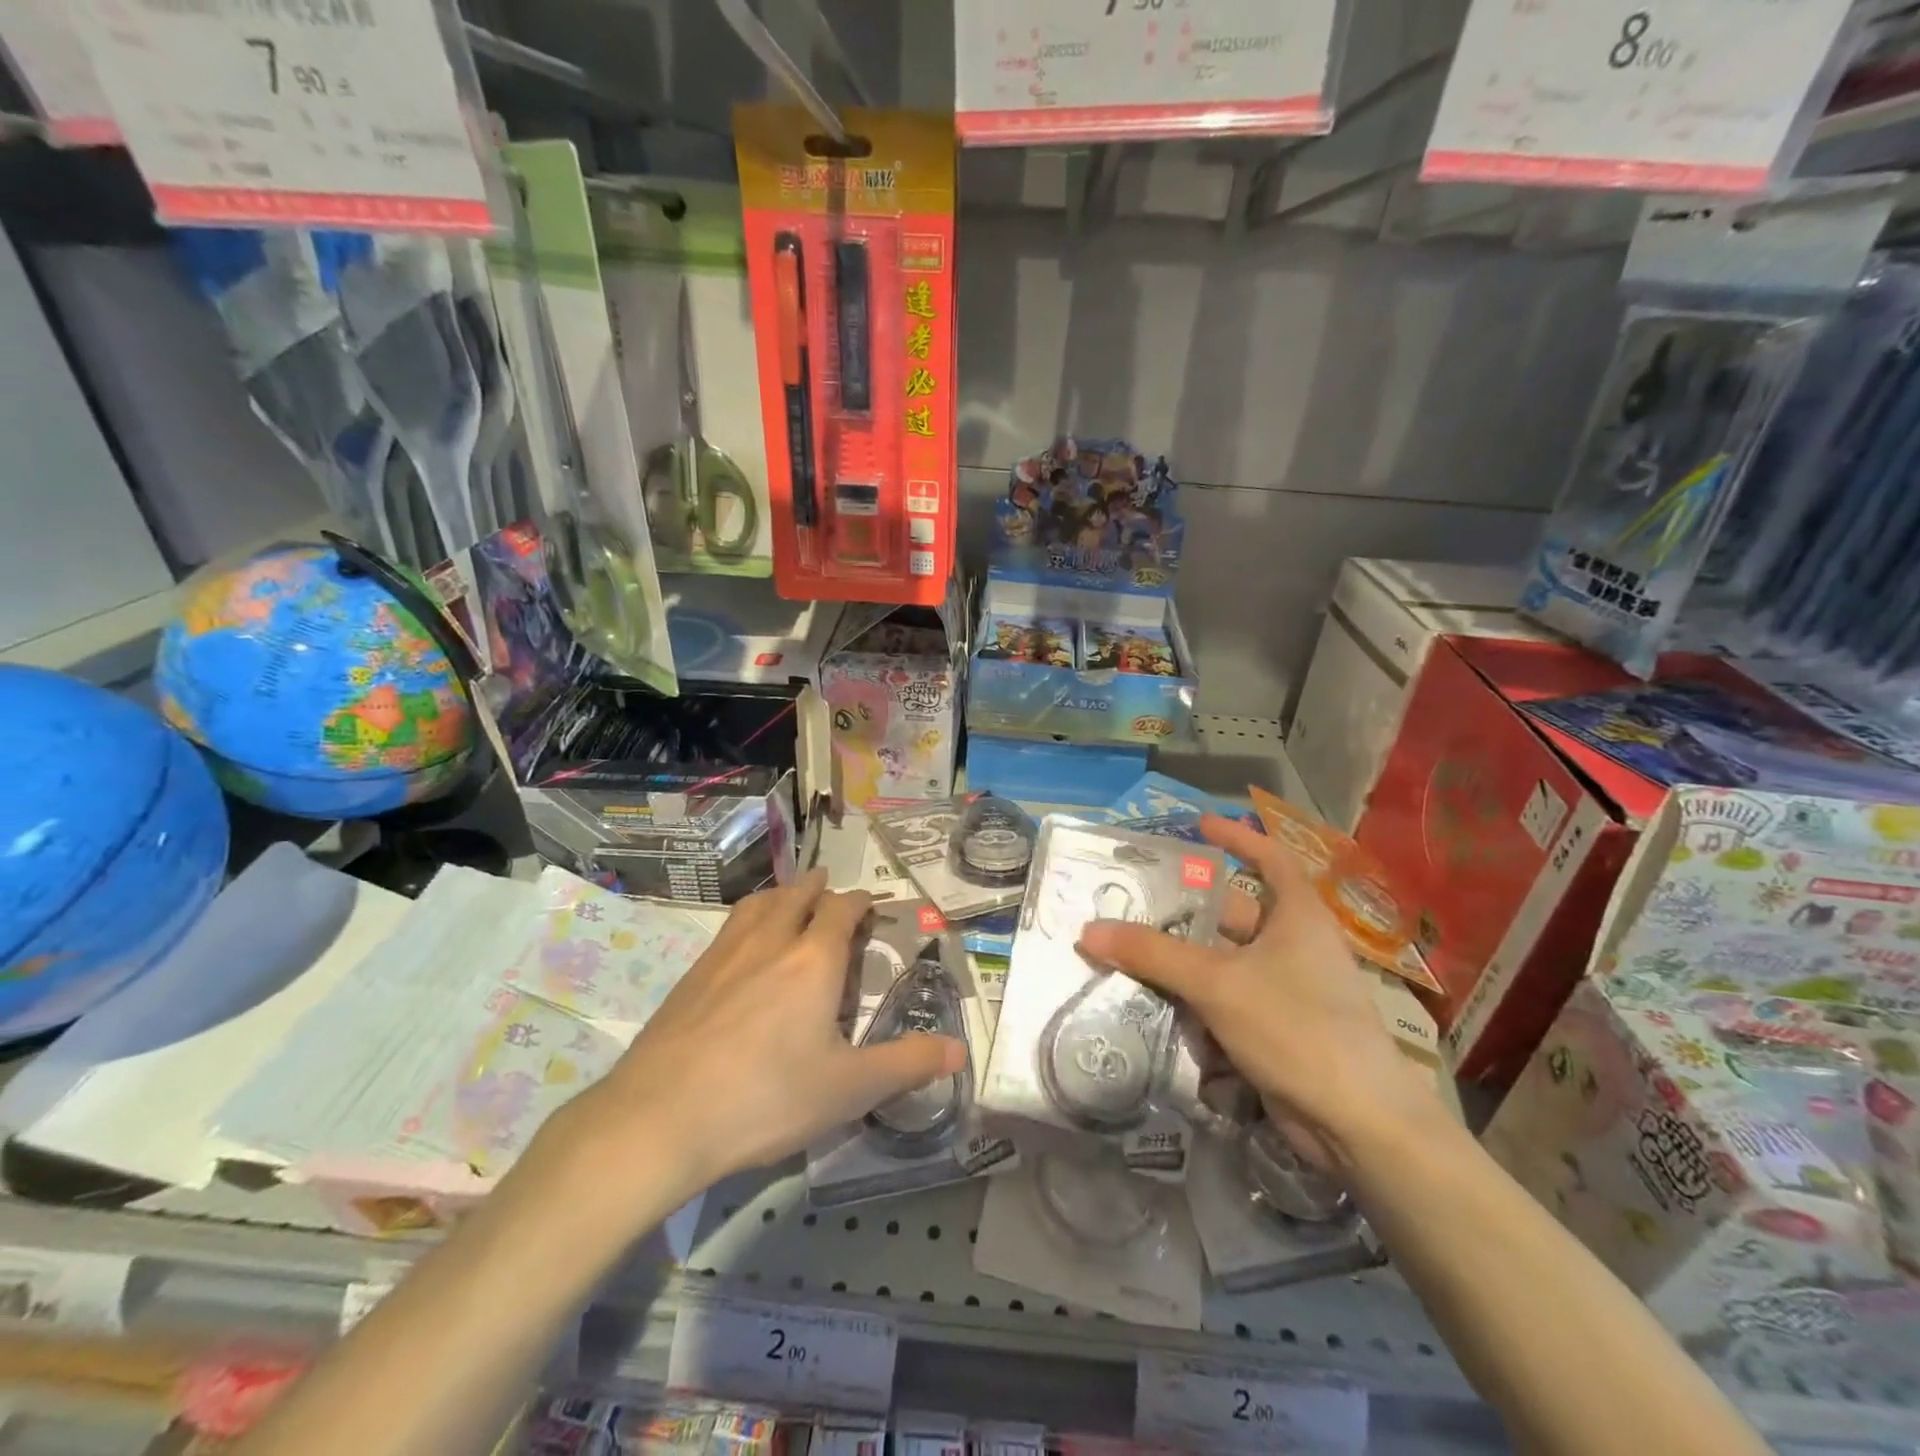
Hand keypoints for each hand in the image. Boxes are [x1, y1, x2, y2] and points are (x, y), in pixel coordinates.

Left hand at [561, 871, 965, 1198]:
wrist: (659, 1119)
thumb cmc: (765, 1099)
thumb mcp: (849, 1089)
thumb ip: (907, 1064)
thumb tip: (960, 1050)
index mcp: (814, 960)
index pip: (842, 909)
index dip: (860, 901)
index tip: (871, 906)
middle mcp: (771, 942)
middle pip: (798, 894)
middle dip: (820, 888)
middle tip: (833, 893)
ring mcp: (725, 955)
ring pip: (759, 904)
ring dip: (782, 894)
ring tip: (790, 900)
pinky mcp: (691, 976)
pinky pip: (729, 927)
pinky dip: (749, 918)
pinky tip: (744, 946)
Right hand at [1078, 814, 1442, 1167]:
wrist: (1358, 1125)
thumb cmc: (1296, 1027)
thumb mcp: (1217, 983)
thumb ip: (1153, 954)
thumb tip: (1089, 930)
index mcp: (1297, 917)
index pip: (1270, 859)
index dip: (1237, 838)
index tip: (1199, 825)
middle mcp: (1294, 946)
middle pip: (1232, 914)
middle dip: (1185, 910)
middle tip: (1133, 901)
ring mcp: (1285, 990)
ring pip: (1222, 962)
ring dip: (1180, 960)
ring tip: (1127, 950)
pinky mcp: (1274, 1030)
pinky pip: (1224, 1001)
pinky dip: (1193, 1000)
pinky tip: (1152, 1002)